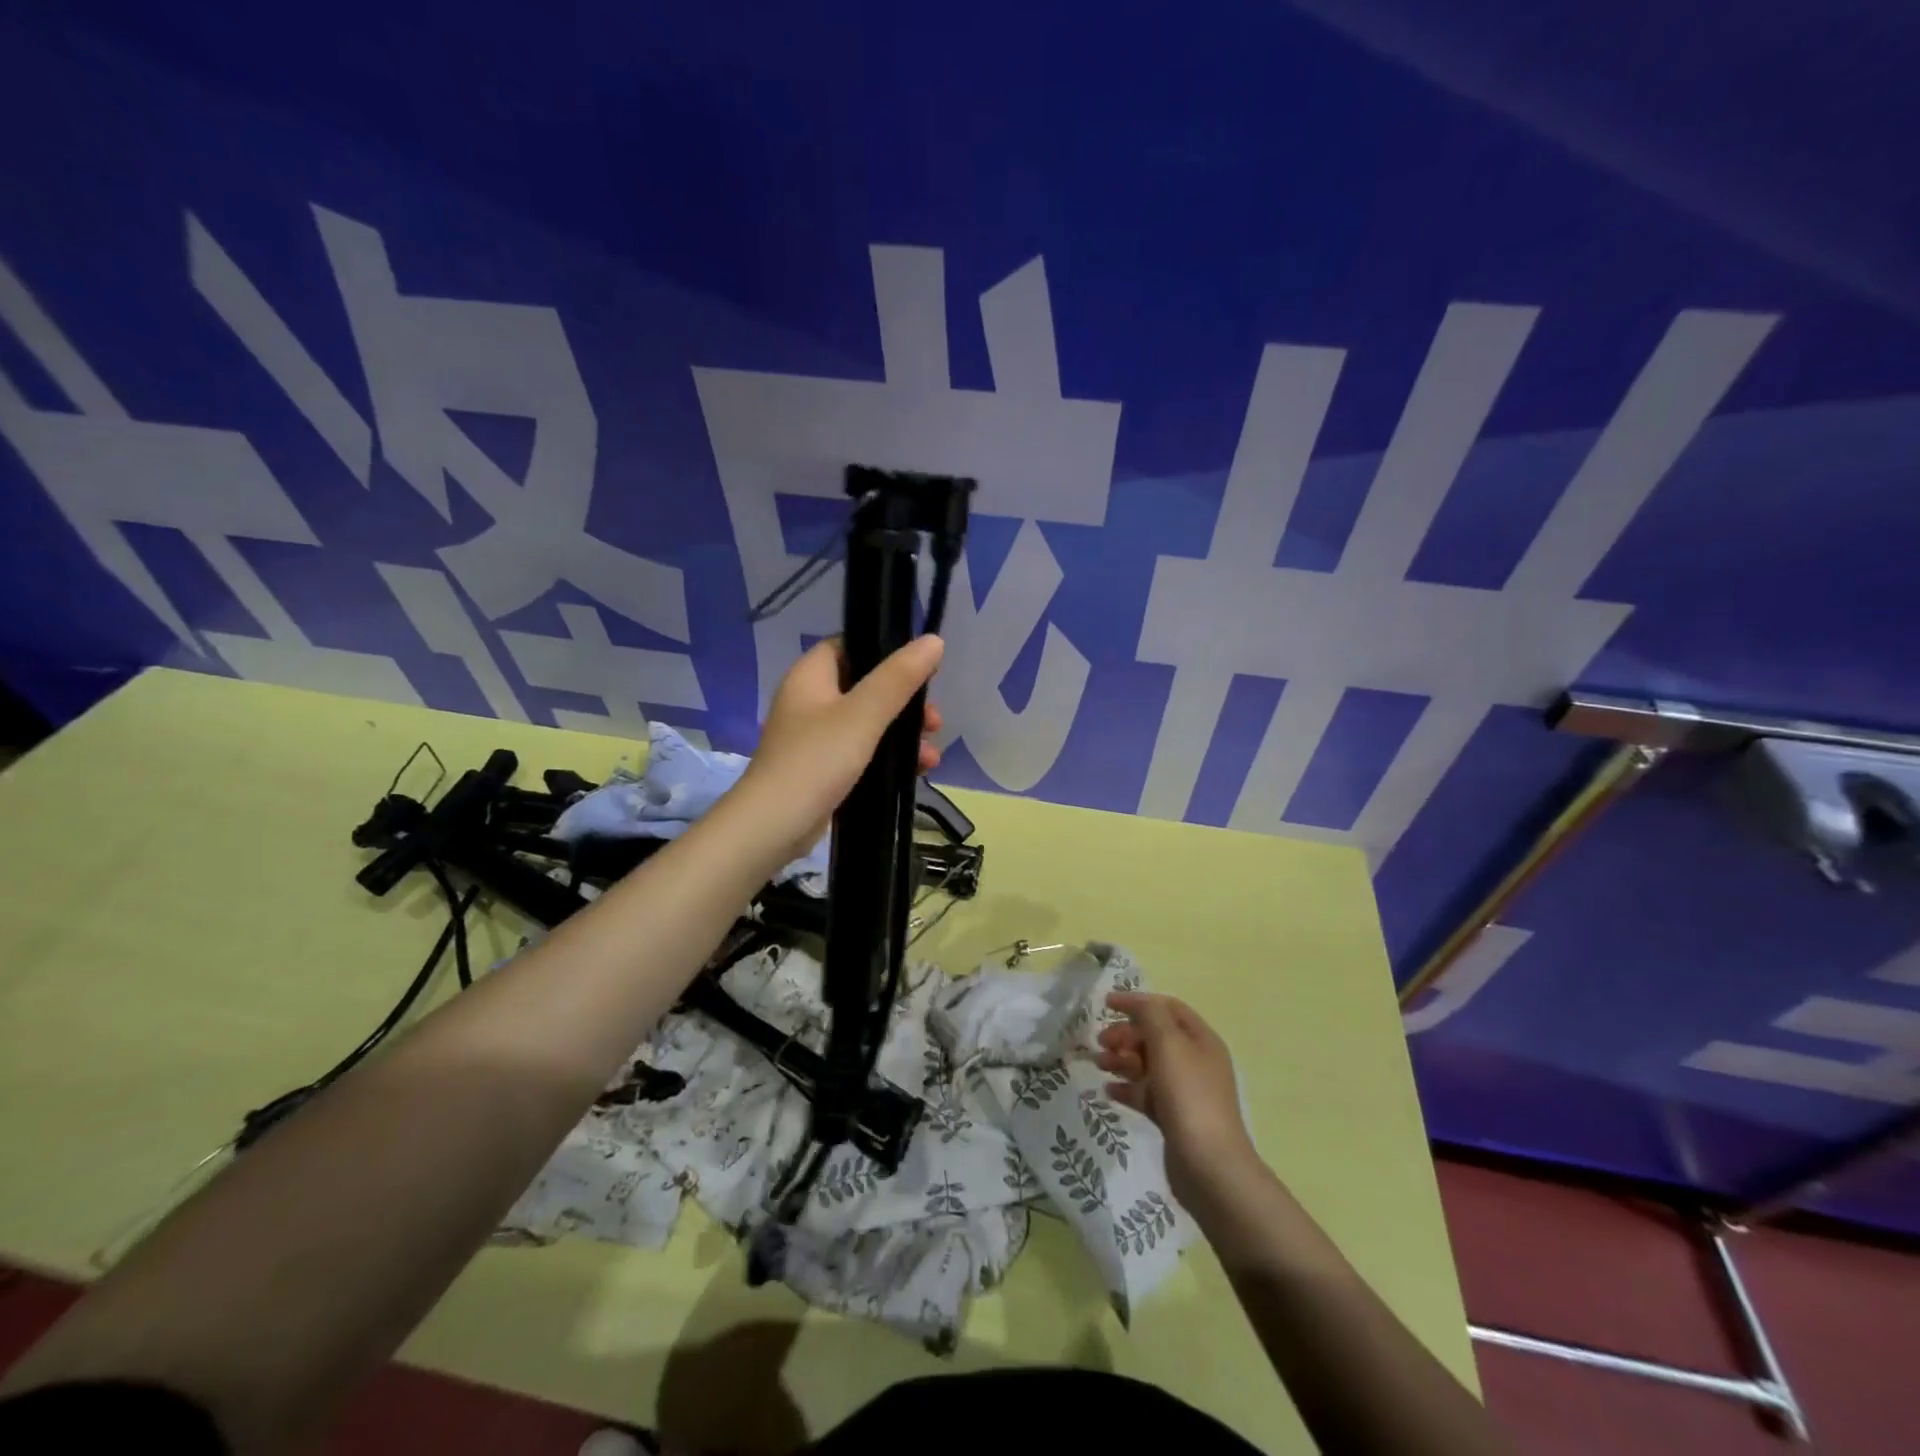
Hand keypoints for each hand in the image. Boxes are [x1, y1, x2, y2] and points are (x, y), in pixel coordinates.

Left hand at [736, 634, 944, 860]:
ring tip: (930, 755)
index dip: (887, 650)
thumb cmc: (817, 759)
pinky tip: (917, 772)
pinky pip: (863, 752)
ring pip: (869, 723)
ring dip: (903, 734)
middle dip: (906, 703)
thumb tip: (934, 640)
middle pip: (867, 686)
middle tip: (934, 721)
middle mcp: (811, 700)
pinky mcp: (823, 767)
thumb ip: (899, 677)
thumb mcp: (864, 714)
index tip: (922, 668)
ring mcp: (816, 736)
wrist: (774, 825)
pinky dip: (888, 757)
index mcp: (811, 675)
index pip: (851, 645)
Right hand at [1097, 991, 1257, 1209]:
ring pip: (1148, 1064)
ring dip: (1122, 1059)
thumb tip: (1138, 1002)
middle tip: (1100, 1041)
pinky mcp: (1174, 1117)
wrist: (1209, 1166)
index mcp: (1201, 1039)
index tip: (1105, 1004)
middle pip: (1156, 1036)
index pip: (1167, 1007)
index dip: (1137, 1002)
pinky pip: (1146, 1093)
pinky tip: (1108, 1090)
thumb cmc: (1188, 1095)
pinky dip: (1127, 1088)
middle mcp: (1195, 1061)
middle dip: (1126, 1033)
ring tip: (1099, 1064)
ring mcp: (1185, 1091)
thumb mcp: (1169, 1044)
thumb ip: (1151, 1015)